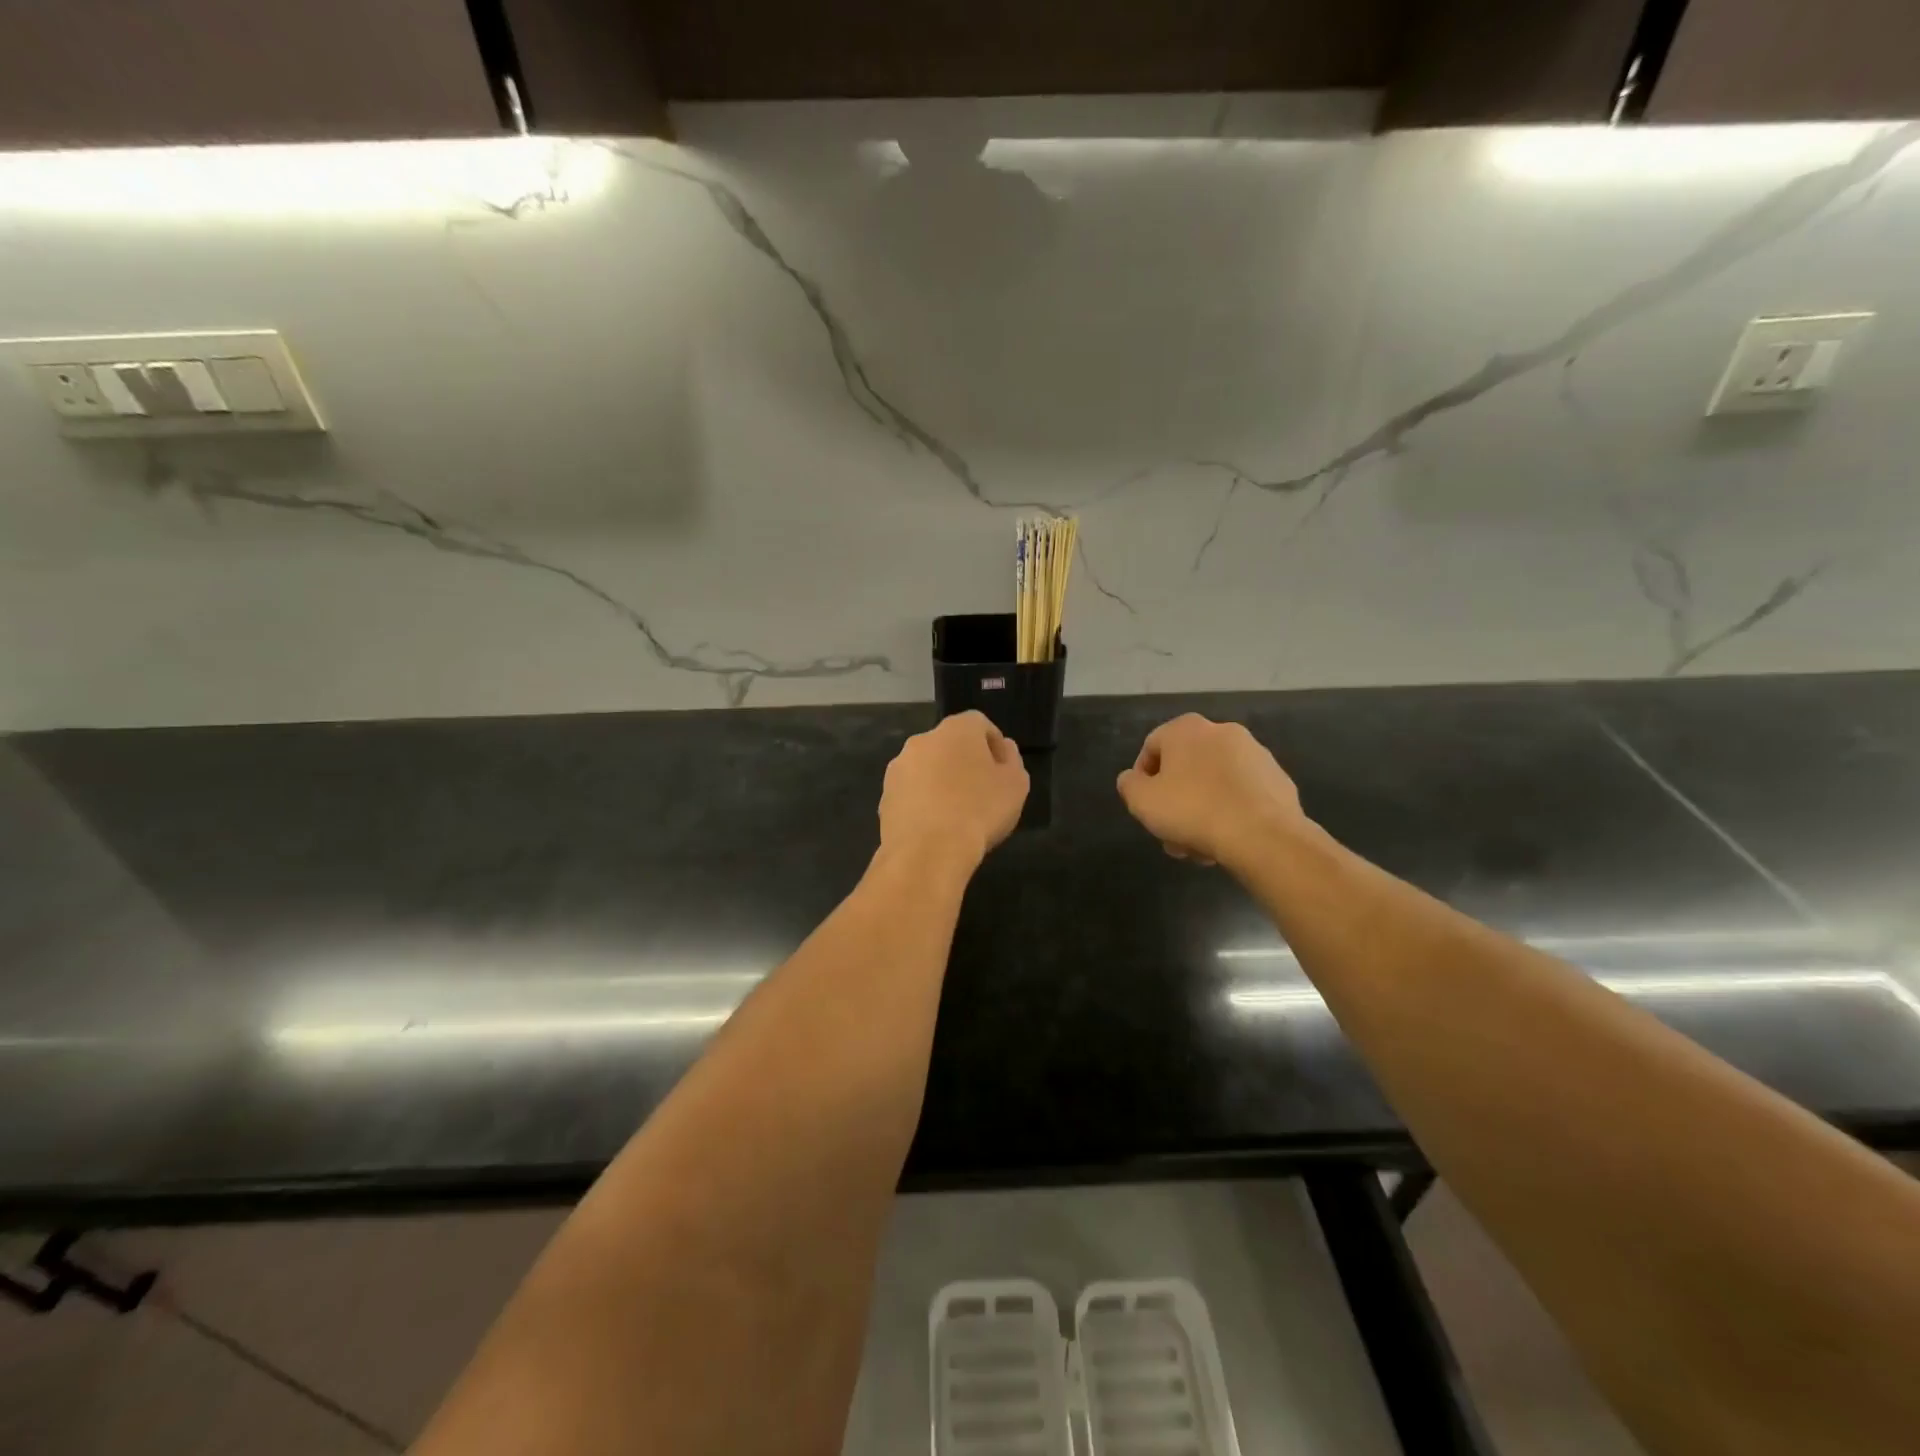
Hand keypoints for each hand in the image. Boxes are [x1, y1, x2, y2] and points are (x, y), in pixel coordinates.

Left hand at [879, 712, 1029, 870]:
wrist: (928, 852)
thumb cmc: (980, 811)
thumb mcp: (1015, 785)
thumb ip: (1012, 761)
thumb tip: (1003, 749)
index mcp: (956, 730)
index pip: (979, 724)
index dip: (993, 745)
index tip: (1002, 770)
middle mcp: (922, 740)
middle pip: (949, 744)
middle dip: (964, 762)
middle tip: (981, 791)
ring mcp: (898, 768)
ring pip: (927, 768)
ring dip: (941, 781)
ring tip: (956, 812)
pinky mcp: (885, 796)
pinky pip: (911, 792)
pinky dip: (923, 802)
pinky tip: (935, 827)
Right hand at [1116, 714, 1308, 870]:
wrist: (1263, 836)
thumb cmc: (1193, 811)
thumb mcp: (1142, 801)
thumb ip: (1129, 785)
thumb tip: (1133, 779)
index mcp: (1187, 729)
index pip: (1152, 747)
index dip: (1142, 780)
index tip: (1145, 807)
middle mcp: (1222, 731)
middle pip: (1186, 767)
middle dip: (1175, 801)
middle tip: (1170, 832)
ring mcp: (1256, 754)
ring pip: (1214, 783)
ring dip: (1201, 809)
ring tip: (1198, 845)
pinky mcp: (1278, 779)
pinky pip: (1242, 794)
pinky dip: (1230, 811)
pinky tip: (1226, 839)